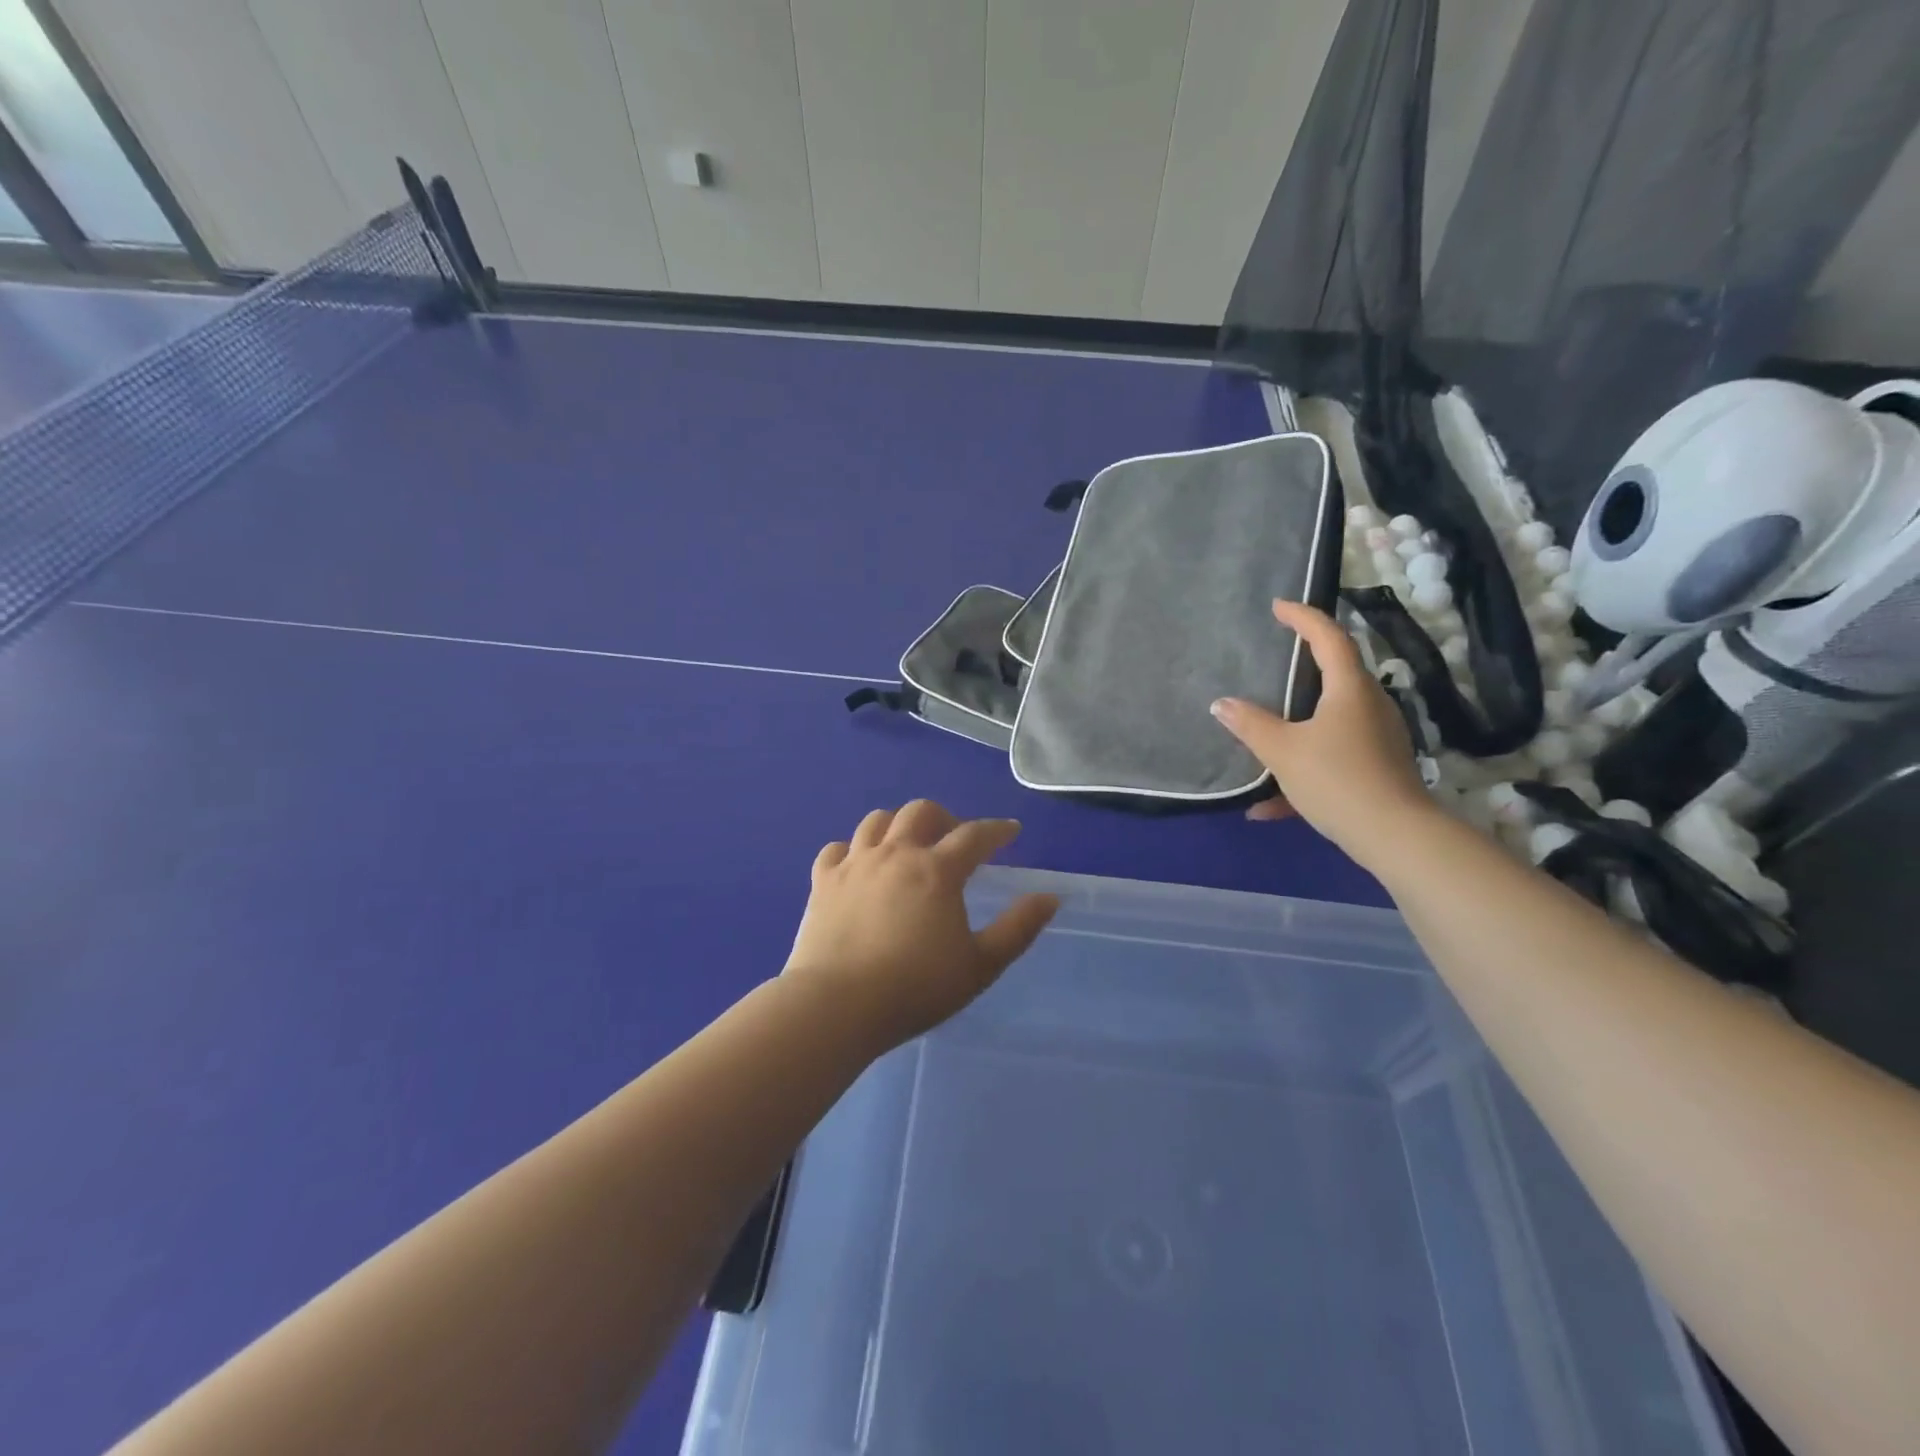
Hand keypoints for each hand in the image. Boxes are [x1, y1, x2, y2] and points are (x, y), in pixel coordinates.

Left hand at [785, 801, 1059, 1049]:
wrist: (836, 1007)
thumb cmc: (915, 988)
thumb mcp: (980, 965)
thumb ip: (1018, 928)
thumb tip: (1050, 897)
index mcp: (937, 870)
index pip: (974, 835)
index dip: (997, 830)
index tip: (1011, 831)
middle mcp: (895, 854)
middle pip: (921, 812)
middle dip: (945, 818)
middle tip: (955, 839)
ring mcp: (854, 864)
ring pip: (877, 821)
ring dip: (899, 824)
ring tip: (908, 845)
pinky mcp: (822, 882)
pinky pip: (837, 848)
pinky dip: (854, 849)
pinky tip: (860, 865)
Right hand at [1210, 599, 1438, 869]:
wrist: (1394, 835)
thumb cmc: (1336, 778)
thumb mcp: (1282, 751)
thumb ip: (1250, 725)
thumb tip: (1222, 704)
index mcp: (1349, 689)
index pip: (1329, 638)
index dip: (1304, 617)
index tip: (1279, 606)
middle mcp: (1370, 705)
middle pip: (1336, 675)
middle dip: (1305, 667)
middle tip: (1276, 660)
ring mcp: (1378, 738)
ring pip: (1331, 720)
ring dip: (1298, 725)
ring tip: (1265, 734)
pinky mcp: (1378, 768)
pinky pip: (1334, 757)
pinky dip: (1303, 770)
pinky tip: (1269, 806)